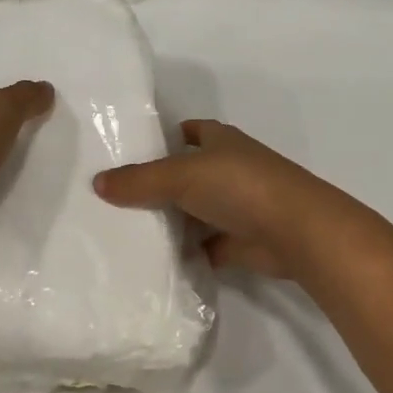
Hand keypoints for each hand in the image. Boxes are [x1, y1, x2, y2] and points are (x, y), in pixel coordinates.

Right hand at [93, 119, 357, 279]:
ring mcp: (237, 206)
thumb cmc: (240, 186)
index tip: (131, 151)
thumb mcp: (181, 176)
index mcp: (221, 141)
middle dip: (158, 184)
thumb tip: (97, 182)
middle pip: (187, 174)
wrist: (294, 230)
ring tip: (124, 231)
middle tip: (113, 198)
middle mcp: (230, 169)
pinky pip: (203, 245)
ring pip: (194, 211)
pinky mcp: (239, 240)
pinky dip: (185, 252)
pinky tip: (153, 261)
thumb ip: (139, 180)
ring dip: (170, 221)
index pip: (190, 131)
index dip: (165, 137)